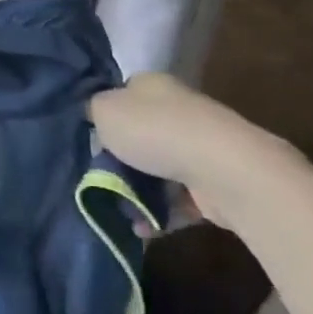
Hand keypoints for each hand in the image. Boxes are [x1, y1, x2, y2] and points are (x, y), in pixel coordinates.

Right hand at [89, 73, 291, 228]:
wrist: (224, 170)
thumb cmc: (155, 132)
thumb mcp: (104, 110)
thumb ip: (92, 110)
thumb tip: (94, 114)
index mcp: (152, 86)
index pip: (122, 93)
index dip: (104, 114)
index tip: (89, 137)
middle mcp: (178, 110)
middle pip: (139, 134)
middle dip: (118, 159)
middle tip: (96, 177)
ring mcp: (200, 146)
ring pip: (157, 169)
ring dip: (137, 191)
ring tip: (117, 210)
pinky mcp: (213, 181)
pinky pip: (178, 199)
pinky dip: (159, 214)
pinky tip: (142, 227)